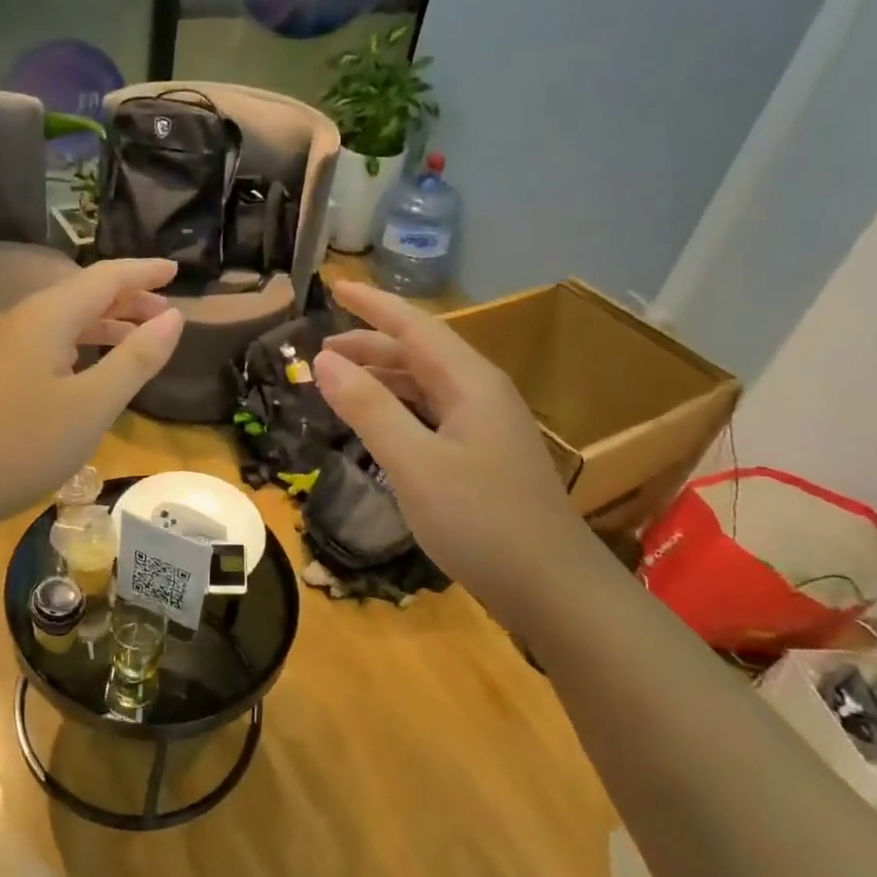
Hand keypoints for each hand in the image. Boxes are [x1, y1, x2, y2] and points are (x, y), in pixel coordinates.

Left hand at [0, 259, 183, 527]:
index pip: (106, 277)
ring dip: (105, 324)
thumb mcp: (93, 404)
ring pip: (64, 321)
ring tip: (139, 339)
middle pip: (83, 294)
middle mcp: (22, 319)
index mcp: (48, 316)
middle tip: (166, 314)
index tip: (177, 270)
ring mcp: (2, 347)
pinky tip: (90, 368)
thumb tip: (174, 316)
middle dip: (128, 299)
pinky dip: (81, 345)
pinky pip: (47, 343)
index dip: (144, 271)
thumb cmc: (24, 444)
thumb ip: (136, 358)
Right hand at [314, 281, 598, 627]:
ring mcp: (487, 427)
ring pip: (427, 385)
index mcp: (470, 382)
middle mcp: (482, 394)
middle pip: (420, 353)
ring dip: (383, 378)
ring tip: (340, 384)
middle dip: (370, 345)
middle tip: (321, 350)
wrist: (555, 591)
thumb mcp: (414, 463)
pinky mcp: (486, 457)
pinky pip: (434, 414)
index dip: (372, 305)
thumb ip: (368, 408)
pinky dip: (399, 409)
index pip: (415, 326)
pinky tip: (380, 425)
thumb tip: (323, 359)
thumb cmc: (481, 521)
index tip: (334, 286)